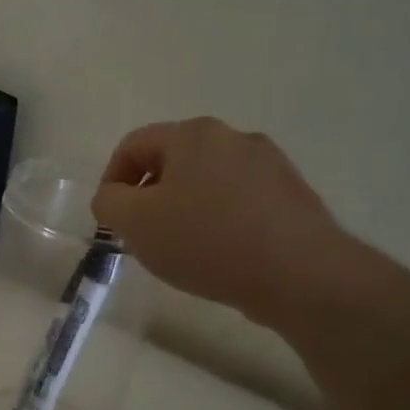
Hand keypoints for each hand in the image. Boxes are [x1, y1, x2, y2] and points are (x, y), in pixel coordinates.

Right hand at [91, 118, 351, 327]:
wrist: (300, 274)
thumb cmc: (206, 241)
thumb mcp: (136, 223)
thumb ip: (109, 202)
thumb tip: (113, 196)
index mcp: (193, 134)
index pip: (133, 145)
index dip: (112, 180)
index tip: (112, 219)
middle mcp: (234, 137)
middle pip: (172, 161)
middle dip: (149, 196)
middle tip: (143, 235)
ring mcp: (269, 164)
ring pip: (206, 181)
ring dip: (184, 208)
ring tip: (182, 249)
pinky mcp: (292, 194)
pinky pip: (238, 201)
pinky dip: (218, 220)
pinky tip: (220, 254)